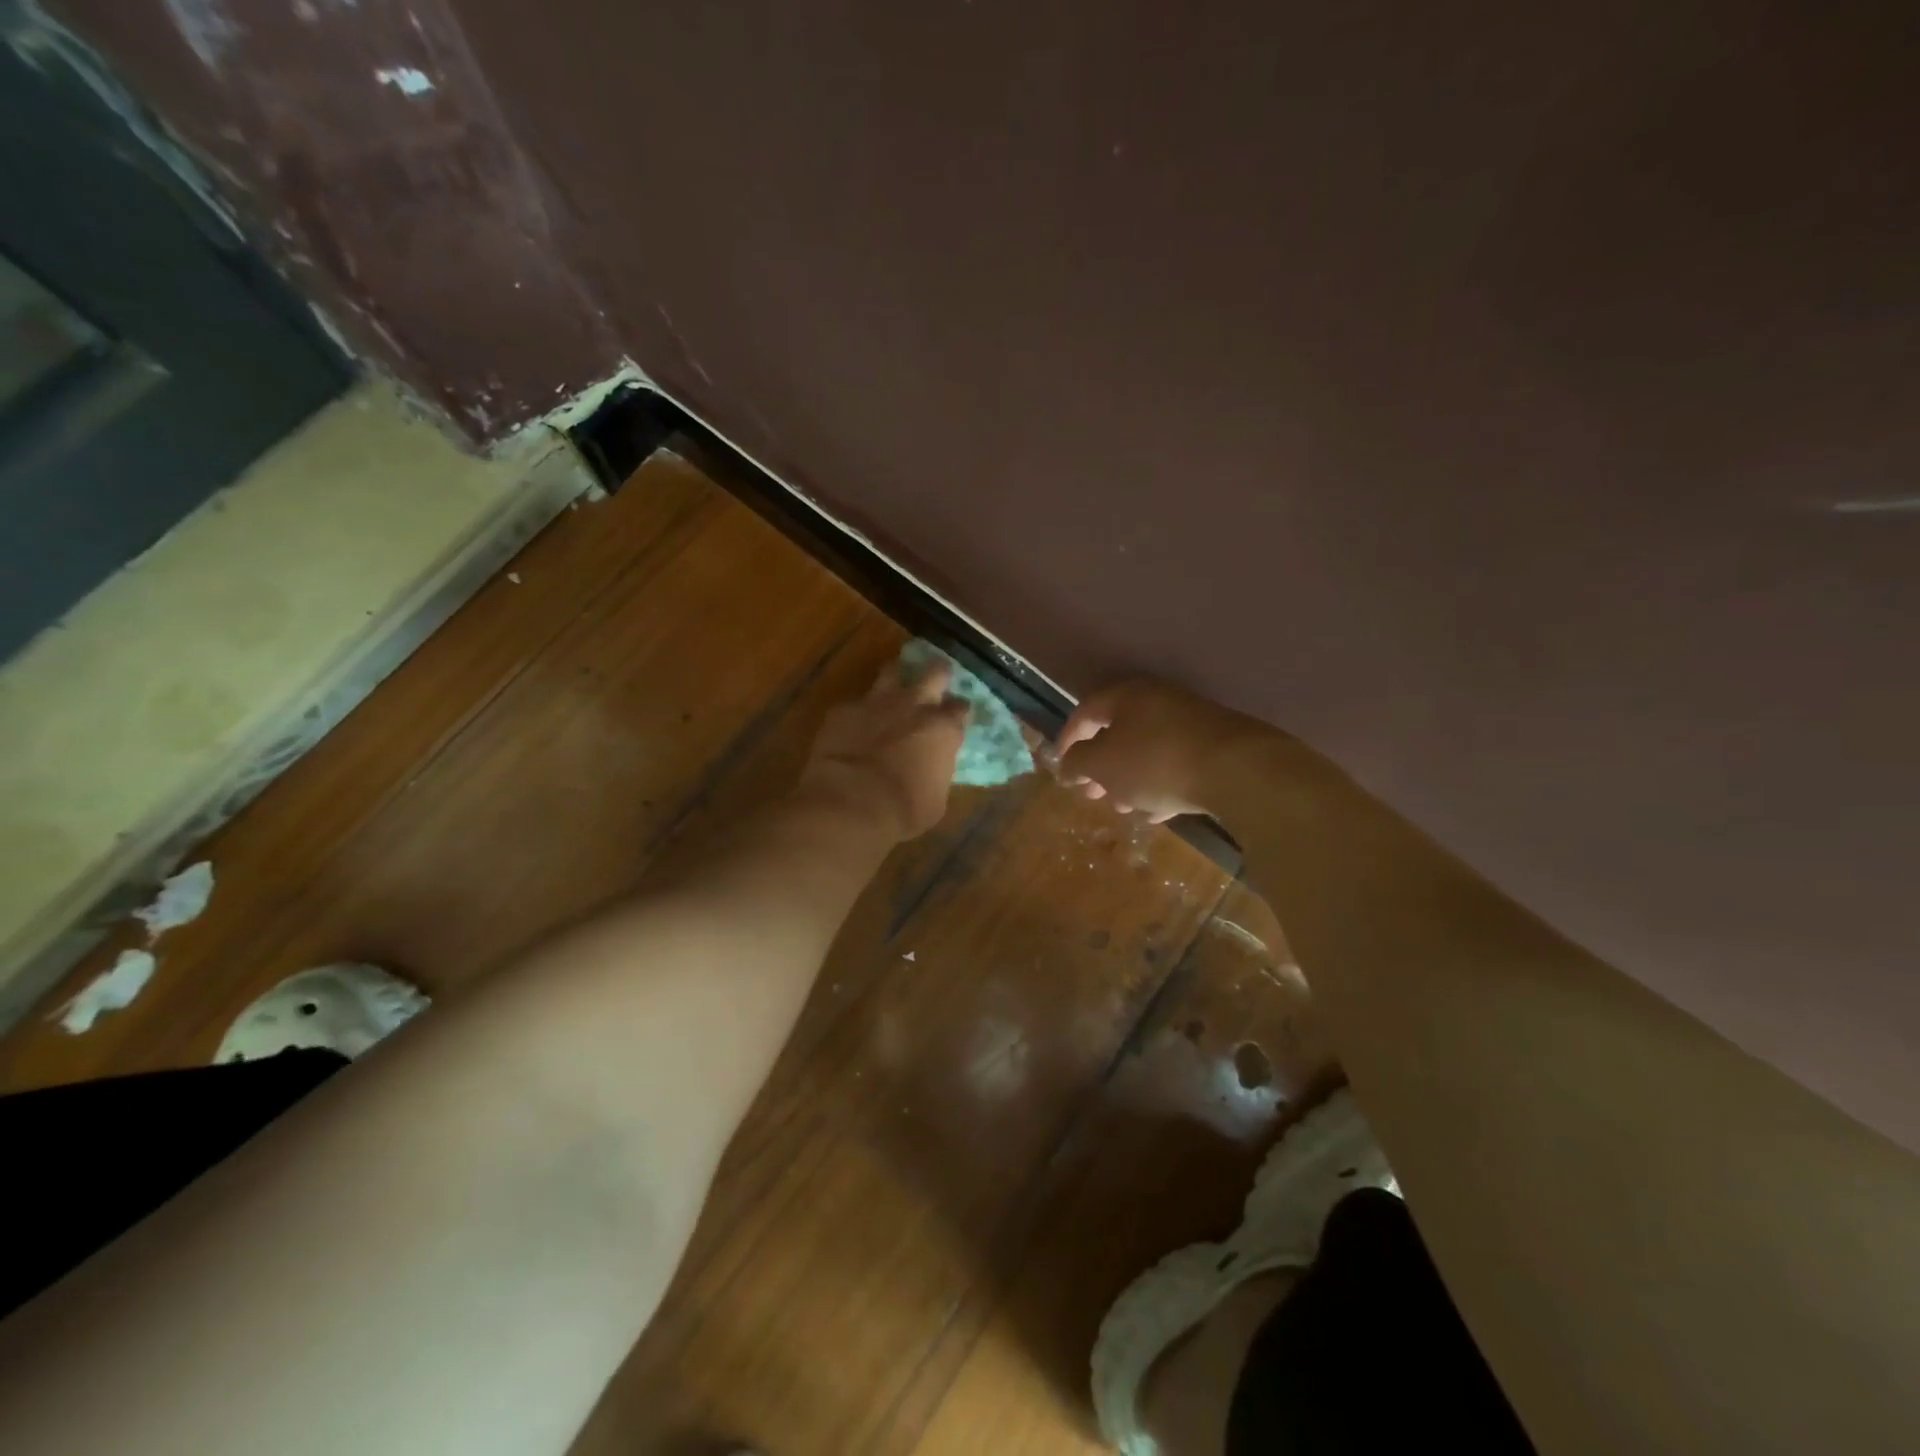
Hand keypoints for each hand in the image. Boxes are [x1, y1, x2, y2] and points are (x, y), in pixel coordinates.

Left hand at [796, 656, 969, 841]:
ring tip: (894, 686)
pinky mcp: (844, 709)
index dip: (958, 712)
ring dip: (896, 677)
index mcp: (943, 729)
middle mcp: (916, 705)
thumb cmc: (903, 810)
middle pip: (936, 672)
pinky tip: (854, 723)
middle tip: (937, 679)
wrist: (850, 804)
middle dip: (939, 673)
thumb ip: (937, 773)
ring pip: (892, 671)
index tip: (955, 718)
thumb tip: (933, 769)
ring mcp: (878, 702)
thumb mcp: (935, 799)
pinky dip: (859, 711)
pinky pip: (856, 701)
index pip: (961, 708)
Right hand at [1053, 678, 1273, 822]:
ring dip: (1129, 780)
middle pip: (1118, 732)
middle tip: (1090, 793)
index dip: (1067, 739)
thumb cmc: (1155, 761)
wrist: (1237, 770)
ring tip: (1121, 808)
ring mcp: (1190, 723)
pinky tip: (1156, 813)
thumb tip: (1068, 765)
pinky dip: (1160, 786)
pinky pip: (1176, 765)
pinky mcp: (1215, 747)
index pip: (1086, 712)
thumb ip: (1078, 763)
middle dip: (1101, 767)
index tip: (1061, 766)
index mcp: (1127, 695)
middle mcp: (1158, 701)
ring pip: (1147, 751)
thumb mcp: (1102, 765)